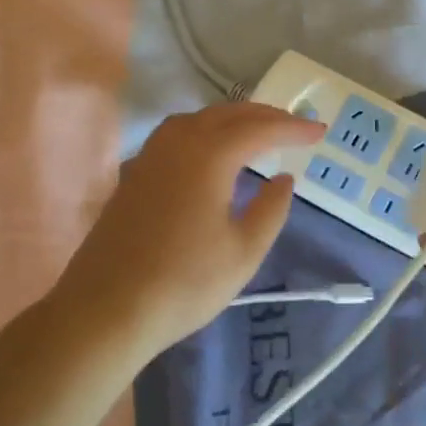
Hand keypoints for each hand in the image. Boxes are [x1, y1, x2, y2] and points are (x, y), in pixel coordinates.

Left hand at [48, 103, 324, 364]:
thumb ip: (271, 208)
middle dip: (265, 116)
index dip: (293, 128)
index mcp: (209, 155)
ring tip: (257, 132)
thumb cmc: (184, 283)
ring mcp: (150, 156)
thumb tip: (284, 178)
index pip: (260, 129)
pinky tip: (212, 153)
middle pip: (227, 114)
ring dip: (233, 119)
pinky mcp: (134, 174)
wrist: (106, 310)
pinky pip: (177, 134)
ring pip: (198, 119)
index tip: (320, 132)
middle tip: (294, 127)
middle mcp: (178, 143)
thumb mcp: (244, 251)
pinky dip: (206, 131)